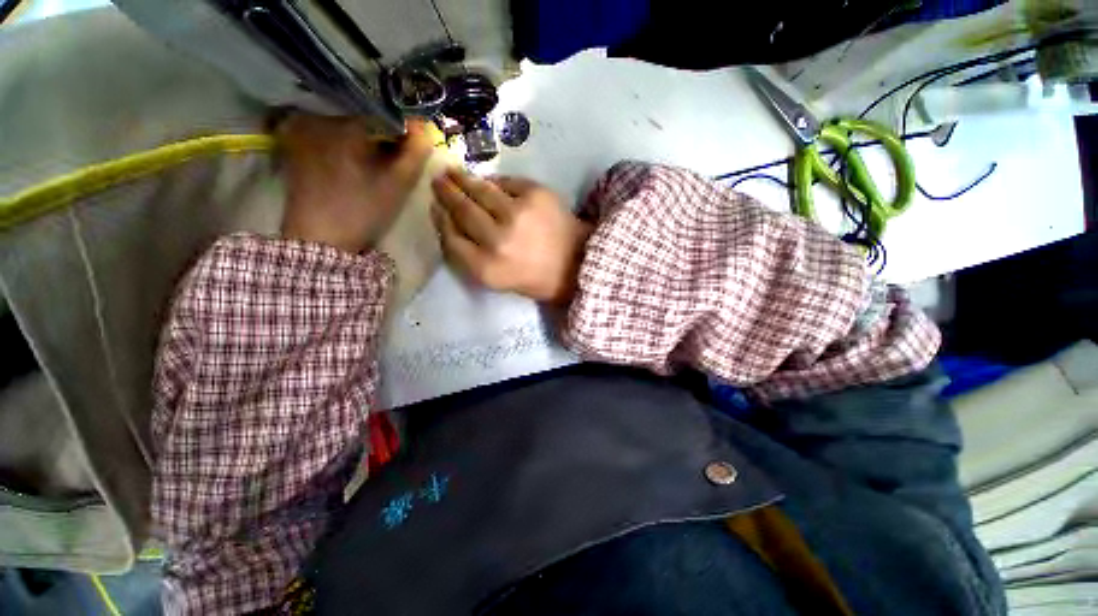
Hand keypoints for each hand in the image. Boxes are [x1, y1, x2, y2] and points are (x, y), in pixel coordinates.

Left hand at [278, 113, 433, 253]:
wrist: (320, 238)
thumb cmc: (363, 210)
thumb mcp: (399, 183)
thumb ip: (417, 151)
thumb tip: (425, 126)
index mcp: (346, 121)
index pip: (384, 108)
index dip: (403, 125)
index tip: (412, 144)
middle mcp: (319, 114)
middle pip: (362, 110)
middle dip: (383, 127)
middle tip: (395, 151)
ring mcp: (301, 127)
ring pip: (344, 118)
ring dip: (364, 132)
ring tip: (375, 156)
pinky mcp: (293, 141)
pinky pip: (325, 128)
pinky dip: (343, 137)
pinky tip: (351, 158)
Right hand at [431, 169, 592, 303]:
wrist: (576, 263)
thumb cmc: (535, 277)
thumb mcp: (496, 279)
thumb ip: (469, 254)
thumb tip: (449, 217)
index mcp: (486, 269)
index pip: (450, 238)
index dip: (441, 220)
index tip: (436, 208)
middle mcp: (497, 241)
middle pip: (462, 210)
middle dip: (447, 193)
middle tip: (438, 181)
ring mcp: (517, 214)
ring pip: (480, 190)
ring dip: (464, 179)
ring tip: (454, 173)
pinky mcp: (535, 194)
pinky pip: (505, 182)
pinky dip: (495, 183)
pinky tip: (489, 183)